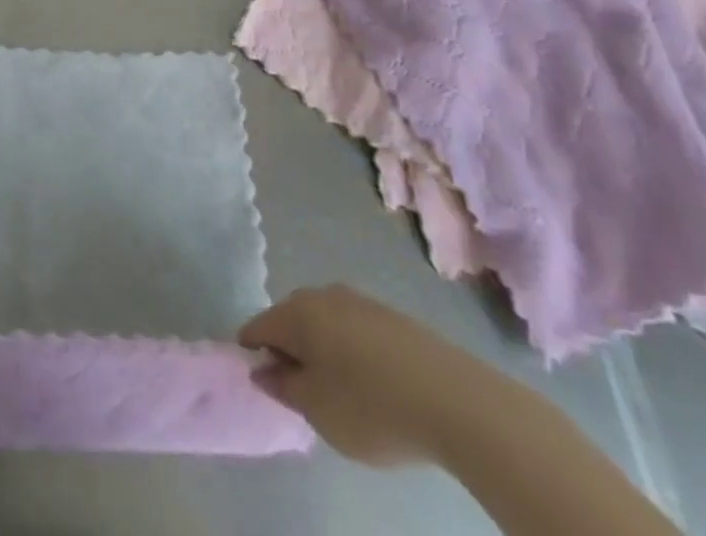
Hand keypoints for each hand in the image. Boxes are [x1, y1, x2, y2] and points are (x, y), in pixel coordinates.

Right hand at [238, 284, 486, 467]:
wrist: (453, 399)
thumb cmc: (370, 405)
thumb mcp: (317, 410)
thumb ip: (283, 387)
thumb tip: (264, 370)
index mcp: (296, 311)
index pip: (258, 327)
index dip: (252, 352)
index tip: (260, 382)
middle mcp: (322, 295)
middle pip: (291, 320)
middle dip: (289, 351)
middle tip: (301, 392)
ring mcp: (359, 301)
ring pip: (324, 324)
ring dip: (322, 351)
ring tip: (338, 392)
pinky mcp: (390, 316)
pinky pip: (354, 331)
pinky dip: (350, 352)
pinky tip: (369, 384)